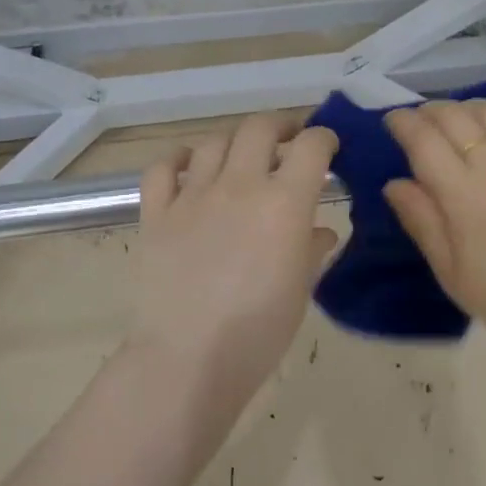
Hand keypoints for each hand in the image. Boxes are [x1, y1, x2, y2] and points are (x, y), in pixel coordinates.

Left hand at [131, 113, 337, 390]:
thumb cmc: (258, 332)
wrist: (188, 358)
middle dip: (280, 127)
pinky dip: (178, 159)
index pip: (312, 146)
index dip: (324, 138)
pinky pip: (163, 168)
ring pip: (214, 143)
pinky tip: (188, 165)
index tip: (329, 147)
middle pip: (259, 128)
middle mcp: (239, 185)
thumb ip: (311, 250)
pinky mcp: (156, 213)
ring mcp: (192, 196)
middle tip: (288, 140)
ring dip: (234, 142)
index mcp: (284, 203)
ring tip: (241, 156)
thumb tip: (319, 231)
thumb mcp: (300, 290)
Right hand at [383, 100, 485, 352]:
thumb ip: (420, 221)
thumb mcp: (450, 272)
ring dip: (466, 107)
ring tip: (458, 119)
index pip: (424, 141)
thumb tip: (393, 183)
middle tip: (421, 122)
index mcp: (463, 198)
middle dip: (429, 111)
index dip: (402, 122)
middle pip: (455, 117)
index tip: (392, 122)